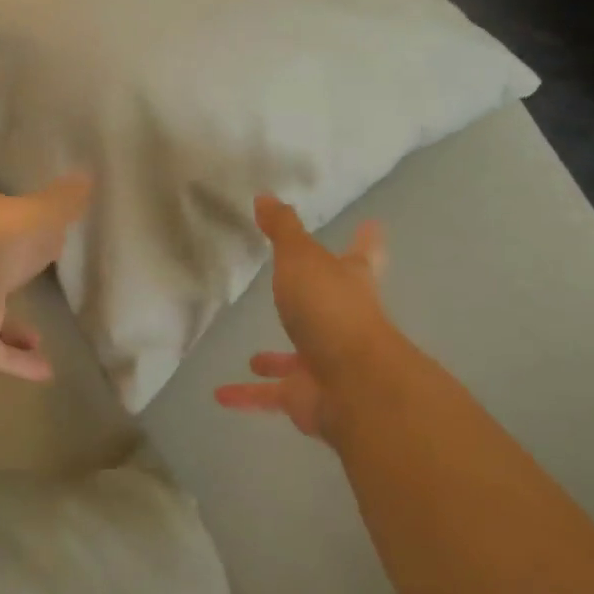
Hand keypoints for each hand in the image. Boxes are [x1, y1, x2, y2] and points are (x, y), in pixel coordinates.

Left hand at [0, 175, 91, 380]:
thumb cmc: (6, 239)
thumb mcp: (45, 212)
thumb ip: (65, 200)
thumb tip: (86, 175)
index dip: (13, 219)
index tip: (32, 226)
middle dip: (9, 270)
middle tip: (34, 275)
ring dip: (13, 325)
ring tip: (41, 336)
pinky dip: (17, 360)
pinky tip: (46, 371)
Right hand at [215, 195, 388, 440]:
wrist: (351, 383)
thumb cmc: (330, 308)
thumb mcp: (301, 257)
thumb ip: (283, 229)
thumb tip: (265, 196)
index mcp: (350, 283)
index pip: (362, 254)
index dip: (365, 239)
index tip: (372, 225)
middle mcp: (343, 322)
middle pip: (331, 307)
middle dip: (314, 302)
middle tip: (297, 293)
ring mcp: (327, 363)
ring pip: (299, 359)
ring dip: (278, 361)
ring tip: (254, 357)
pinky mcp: (307, 396)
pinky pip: (272, 395)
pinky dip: (248, 395)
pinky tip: (221, 395)